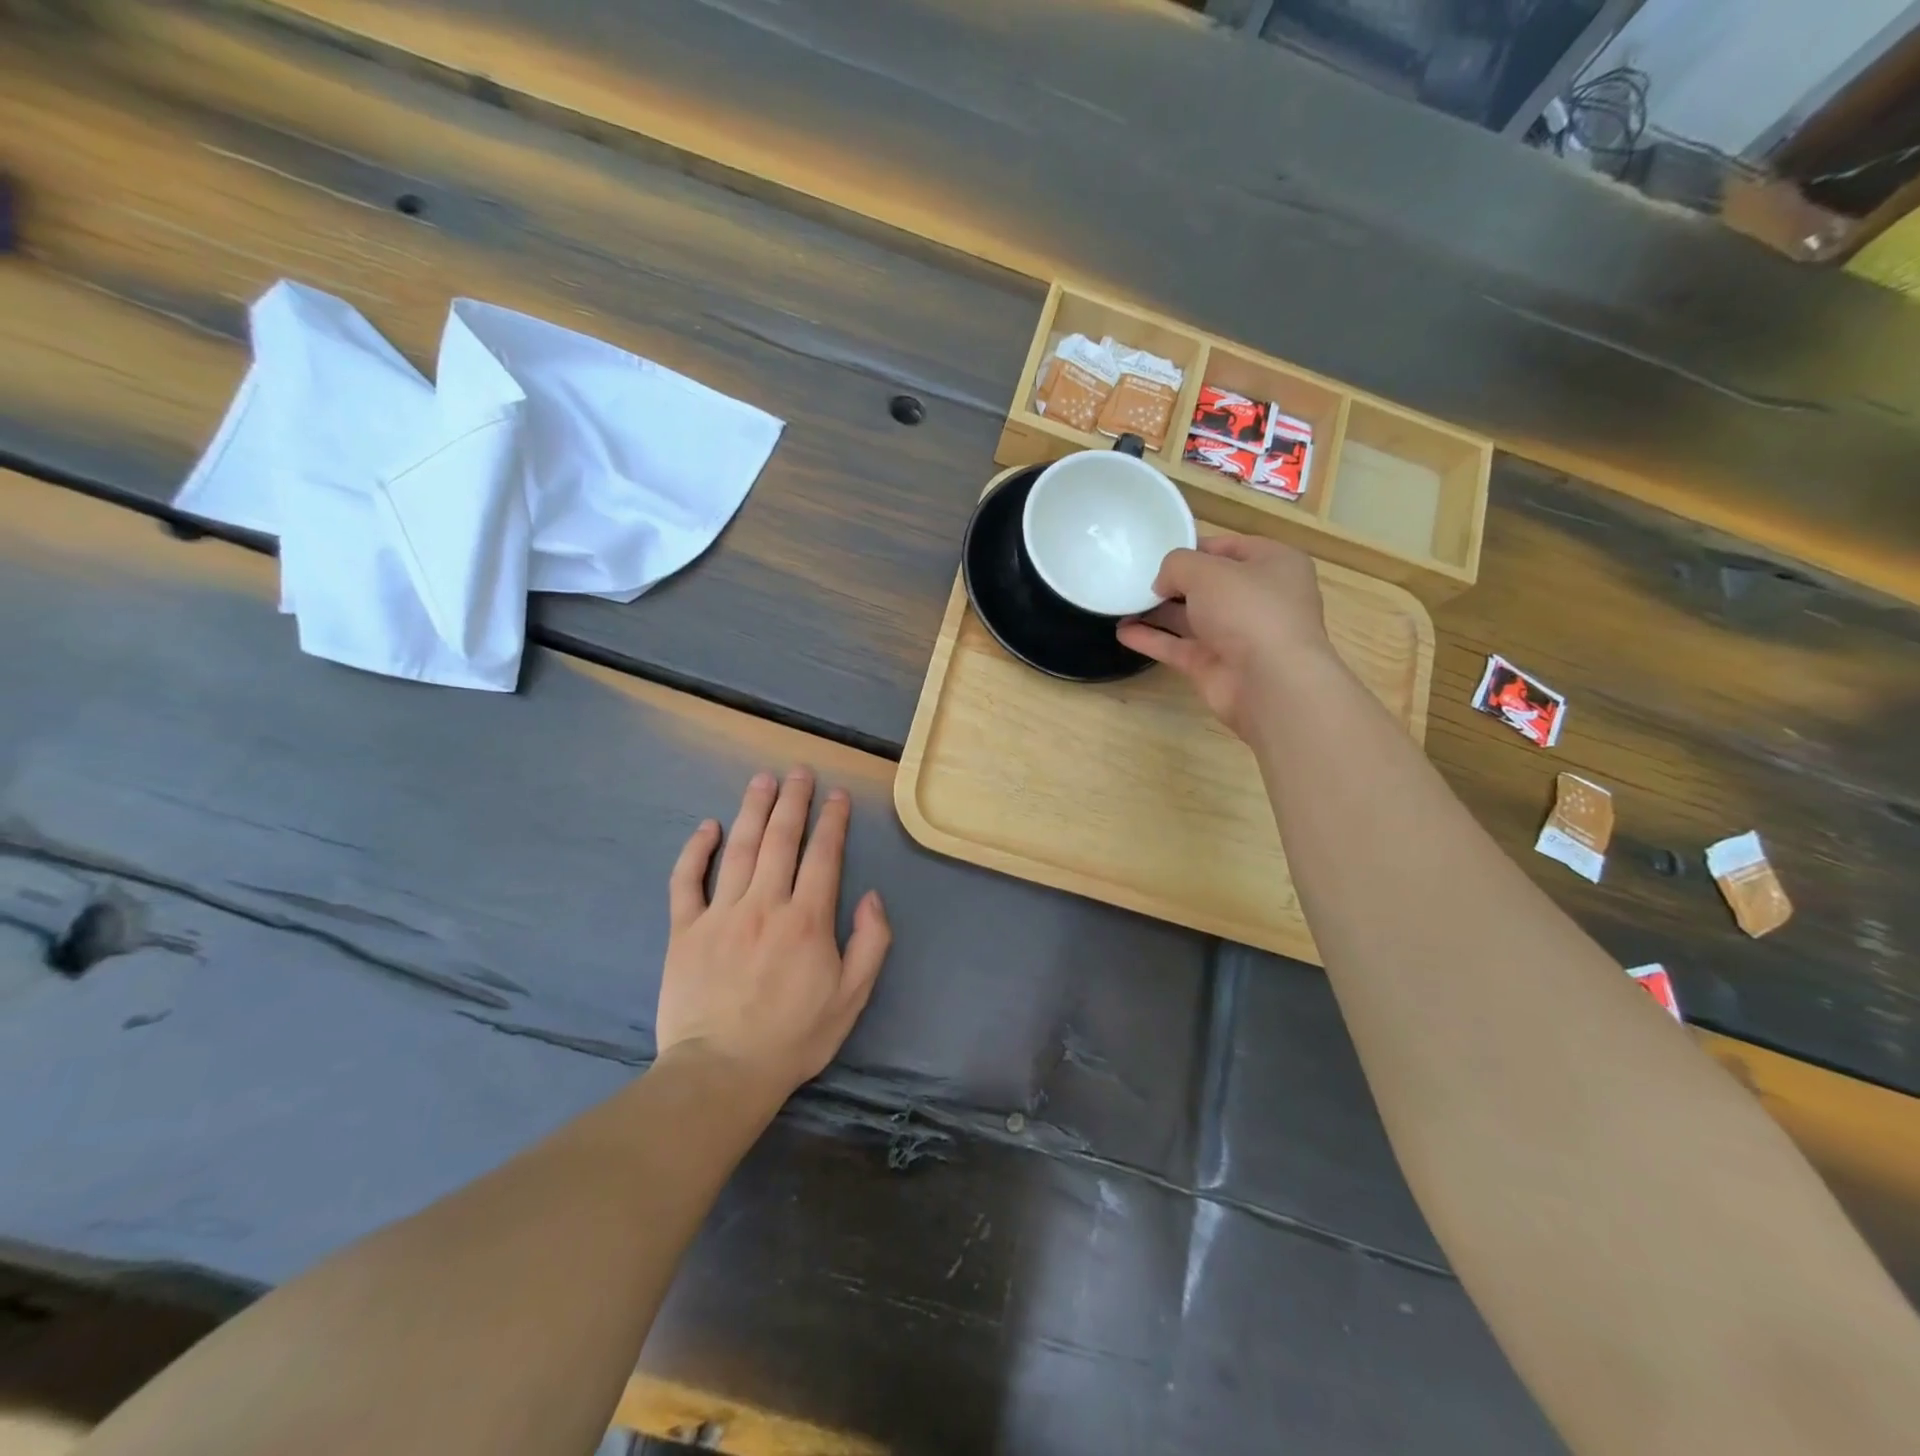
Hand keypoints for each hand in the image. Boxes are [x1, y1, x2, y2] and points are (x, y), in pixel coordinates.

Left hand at [658, 768, 890, 1100]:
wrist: (722, 1073)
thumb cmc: (794, 1037)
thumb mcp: (852, 997)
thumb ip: (871, 942)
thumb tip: (872, 895)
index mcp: (807, 919)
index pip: (823, 855)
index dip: (832, 821)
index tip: (838, 795)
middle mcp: (764, 904)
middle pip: (780, 839)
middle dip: (793, 801)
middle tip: (798, 771)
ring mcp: (720, 914)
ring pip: (738, 849)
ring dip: (752, 809)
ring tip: (762, 780)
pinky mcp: (685, 930)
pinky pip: (686, 880)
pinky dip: (695, 850)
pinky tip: (707, 826)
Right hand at [1117, 534, 1333, 739]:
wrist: (1270, 682)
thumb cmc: (1248, 610)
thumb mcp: (1208, 571)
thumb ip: (1176, 566)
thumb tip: (1162, 583)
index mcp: (1273, 564)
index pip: (1229, 547)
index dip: (1194, 547)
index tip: (1158, 551)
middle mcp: (1258, 599)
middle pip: (1208, 584)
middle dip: (1172, 582)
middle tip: (1136, 578)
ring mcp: (1237, 635)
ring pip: (1191, 618)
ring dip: (1157, 612)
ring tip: (1121, 603)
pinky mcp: (1215, 666)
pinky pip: (1178, 647)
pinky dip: (1152, 639)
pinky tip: (1122, 632)